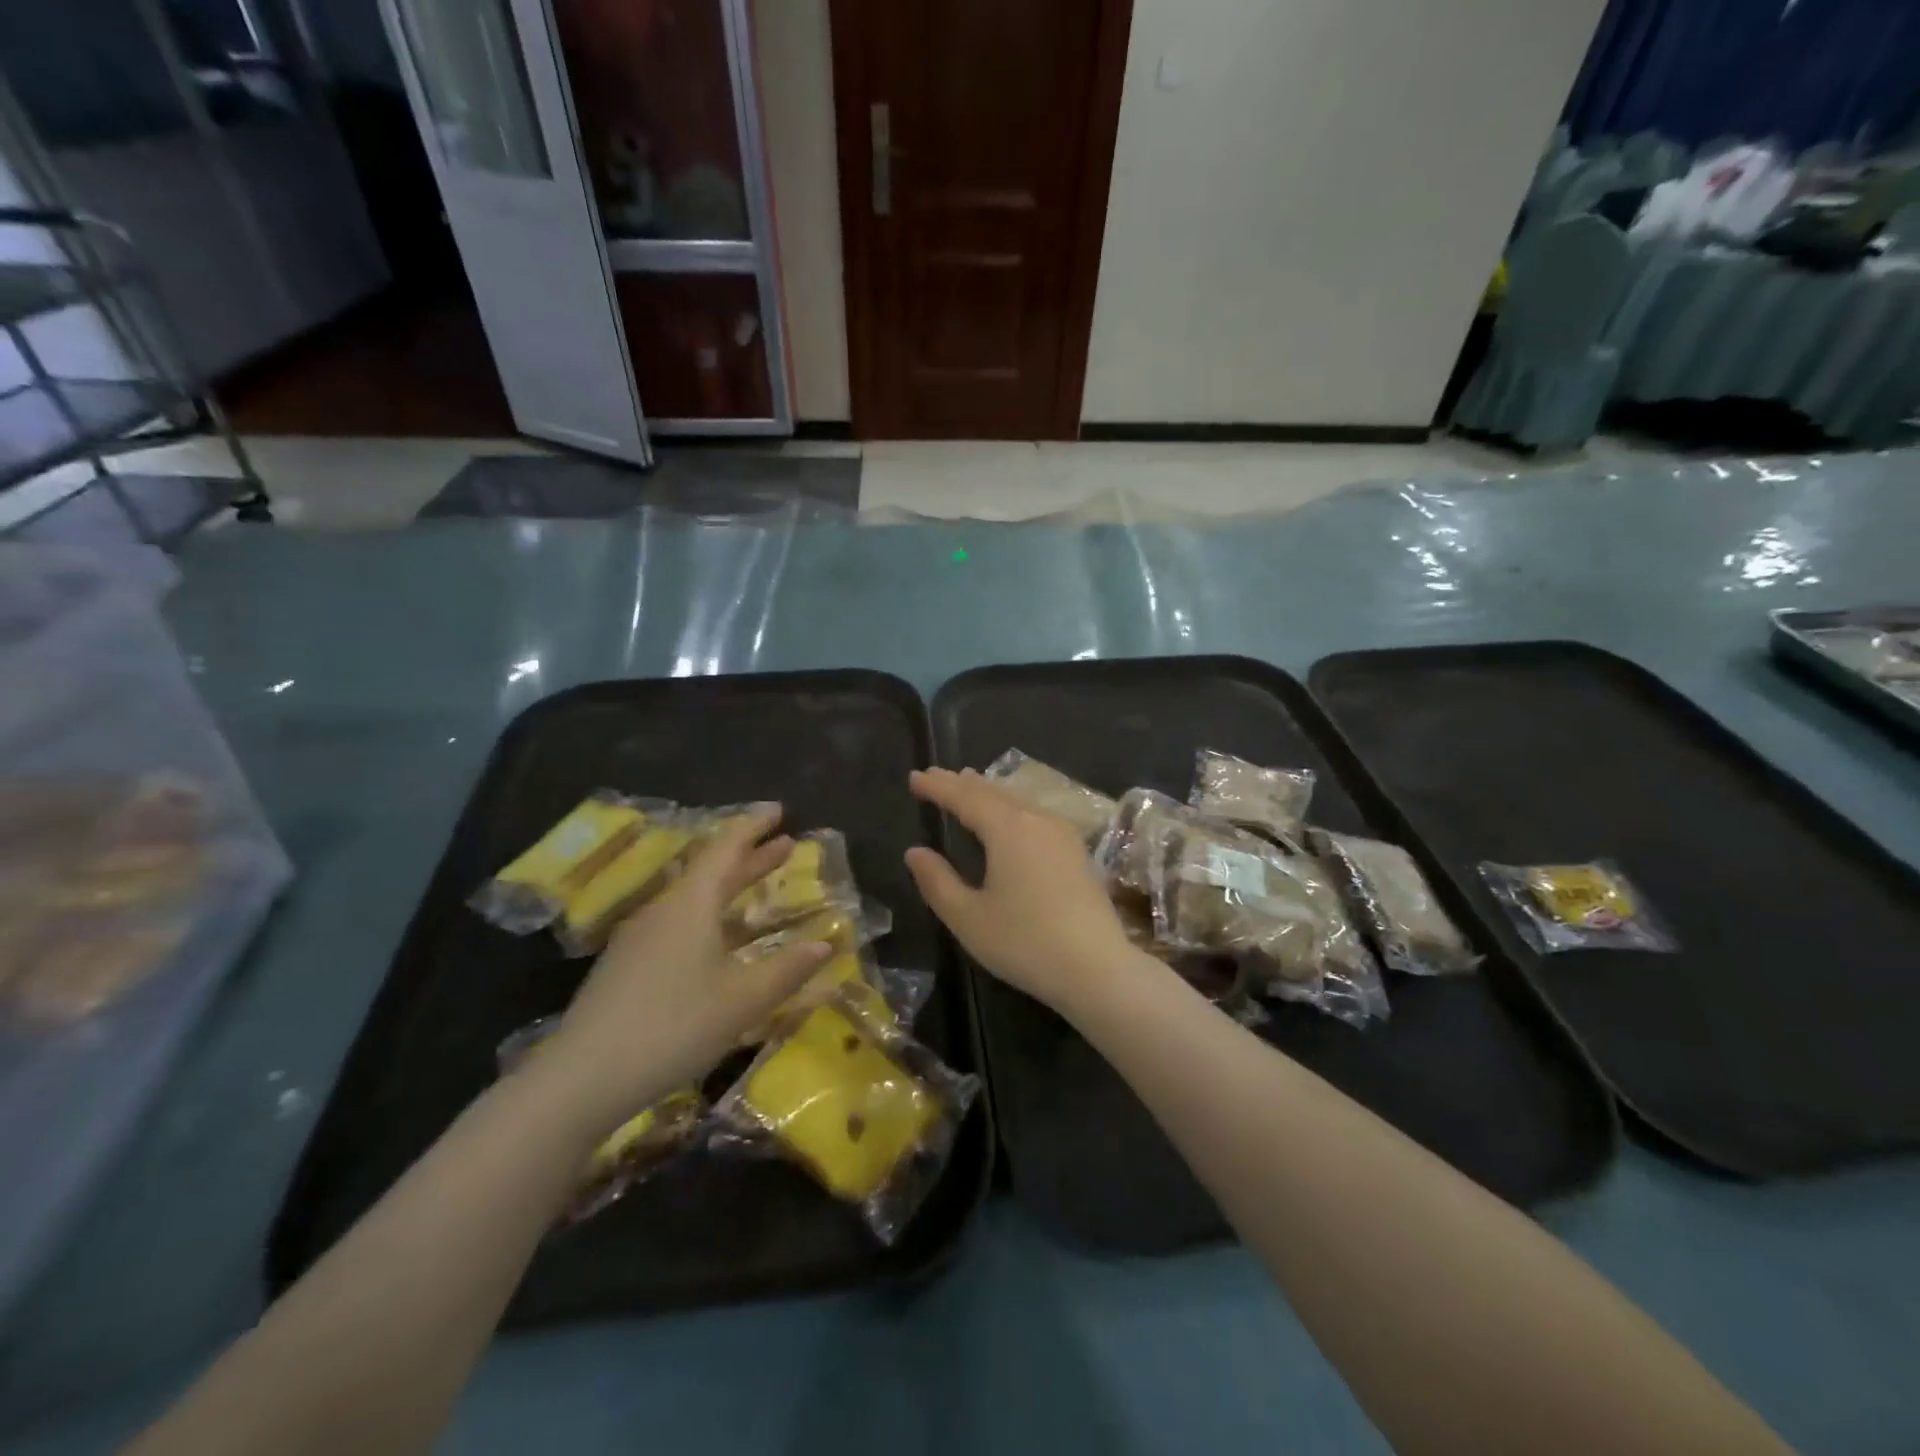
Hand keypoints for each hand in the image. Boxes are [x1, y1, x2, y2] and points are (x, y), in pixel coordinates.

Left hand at [541, 806, 830, 1132]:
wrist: (581, 1078)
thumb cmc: (672, 1027)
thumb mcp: (742, 1001)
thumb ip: (787, 969)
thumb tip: (826, 943)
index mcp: (691, 904)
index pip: (726, 847)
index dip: (754, 826)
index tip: (779, 810)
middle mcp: (664, 910)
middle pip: (711, 870)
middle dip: (750, 856)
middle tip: (785, 844)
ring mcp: (640, 938)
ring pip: (693, 898)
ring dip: (730, 888)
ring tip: (759, 887)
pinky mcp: (627, 965)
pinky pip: (678, 922)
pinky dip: (710, 915)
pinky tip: (719, 941)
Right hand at [905, 768, 1138, 1013]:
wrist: (1097, 968)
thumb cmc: (1025, 943)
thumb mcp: (968, 917)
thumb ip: (937, 881)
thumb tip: (915, 852)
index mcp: (1007, 829)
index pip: (964, 797)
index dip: (938, 787)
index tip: (914, 777)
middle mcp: (1036, 820)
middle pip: (993, 791)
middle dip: (961, 783)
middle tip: (935, 776)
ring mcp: (1062, 833)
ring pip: (1018, 799)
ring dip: (988, 791)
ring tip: (968, 783)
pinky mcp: (1076, 850)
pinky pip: (1035, 812)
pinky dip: (1011, 805)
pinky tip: (1011, 814)